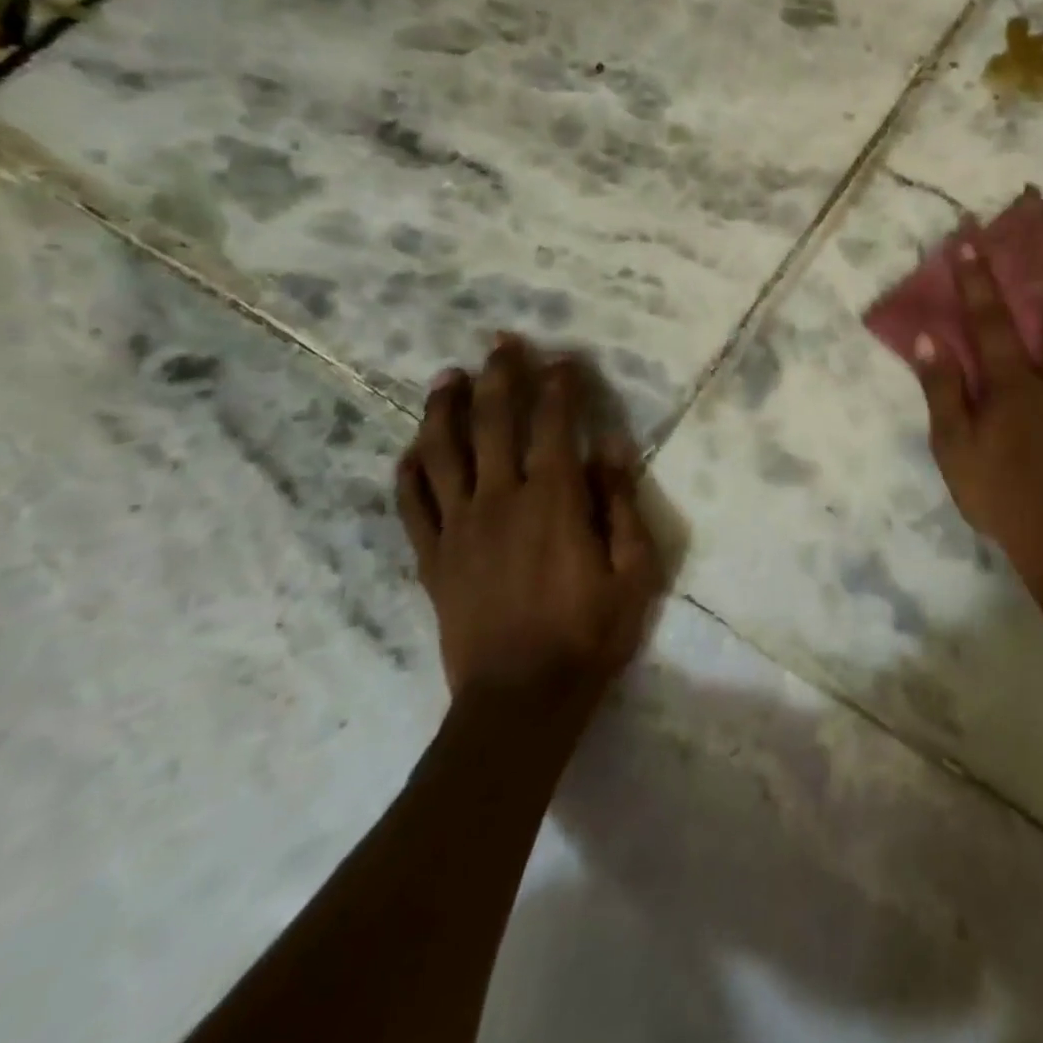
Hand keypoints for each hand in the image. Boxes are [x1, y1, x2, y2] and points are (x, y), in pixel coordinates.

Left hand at [395, 334, 661, 699]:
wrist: (520, 700)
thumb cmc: (590, 632)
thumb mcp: (633, 569)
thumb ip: (620, 503)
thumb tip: (610, 446)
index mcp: (553, 500)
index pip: (554, 425)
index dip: (559, 387)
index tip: (563, 359)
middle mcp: (500, 500)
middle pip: (494, 423)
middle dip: (500, 376)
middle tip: (500, 342)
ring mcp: (459, 528)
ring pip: (443, 453)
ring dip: (445, 409)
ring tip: (448, 378)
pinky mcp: (433, 558)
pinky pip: (412, 504)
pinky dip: (409, 471)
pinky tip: (412, 449)